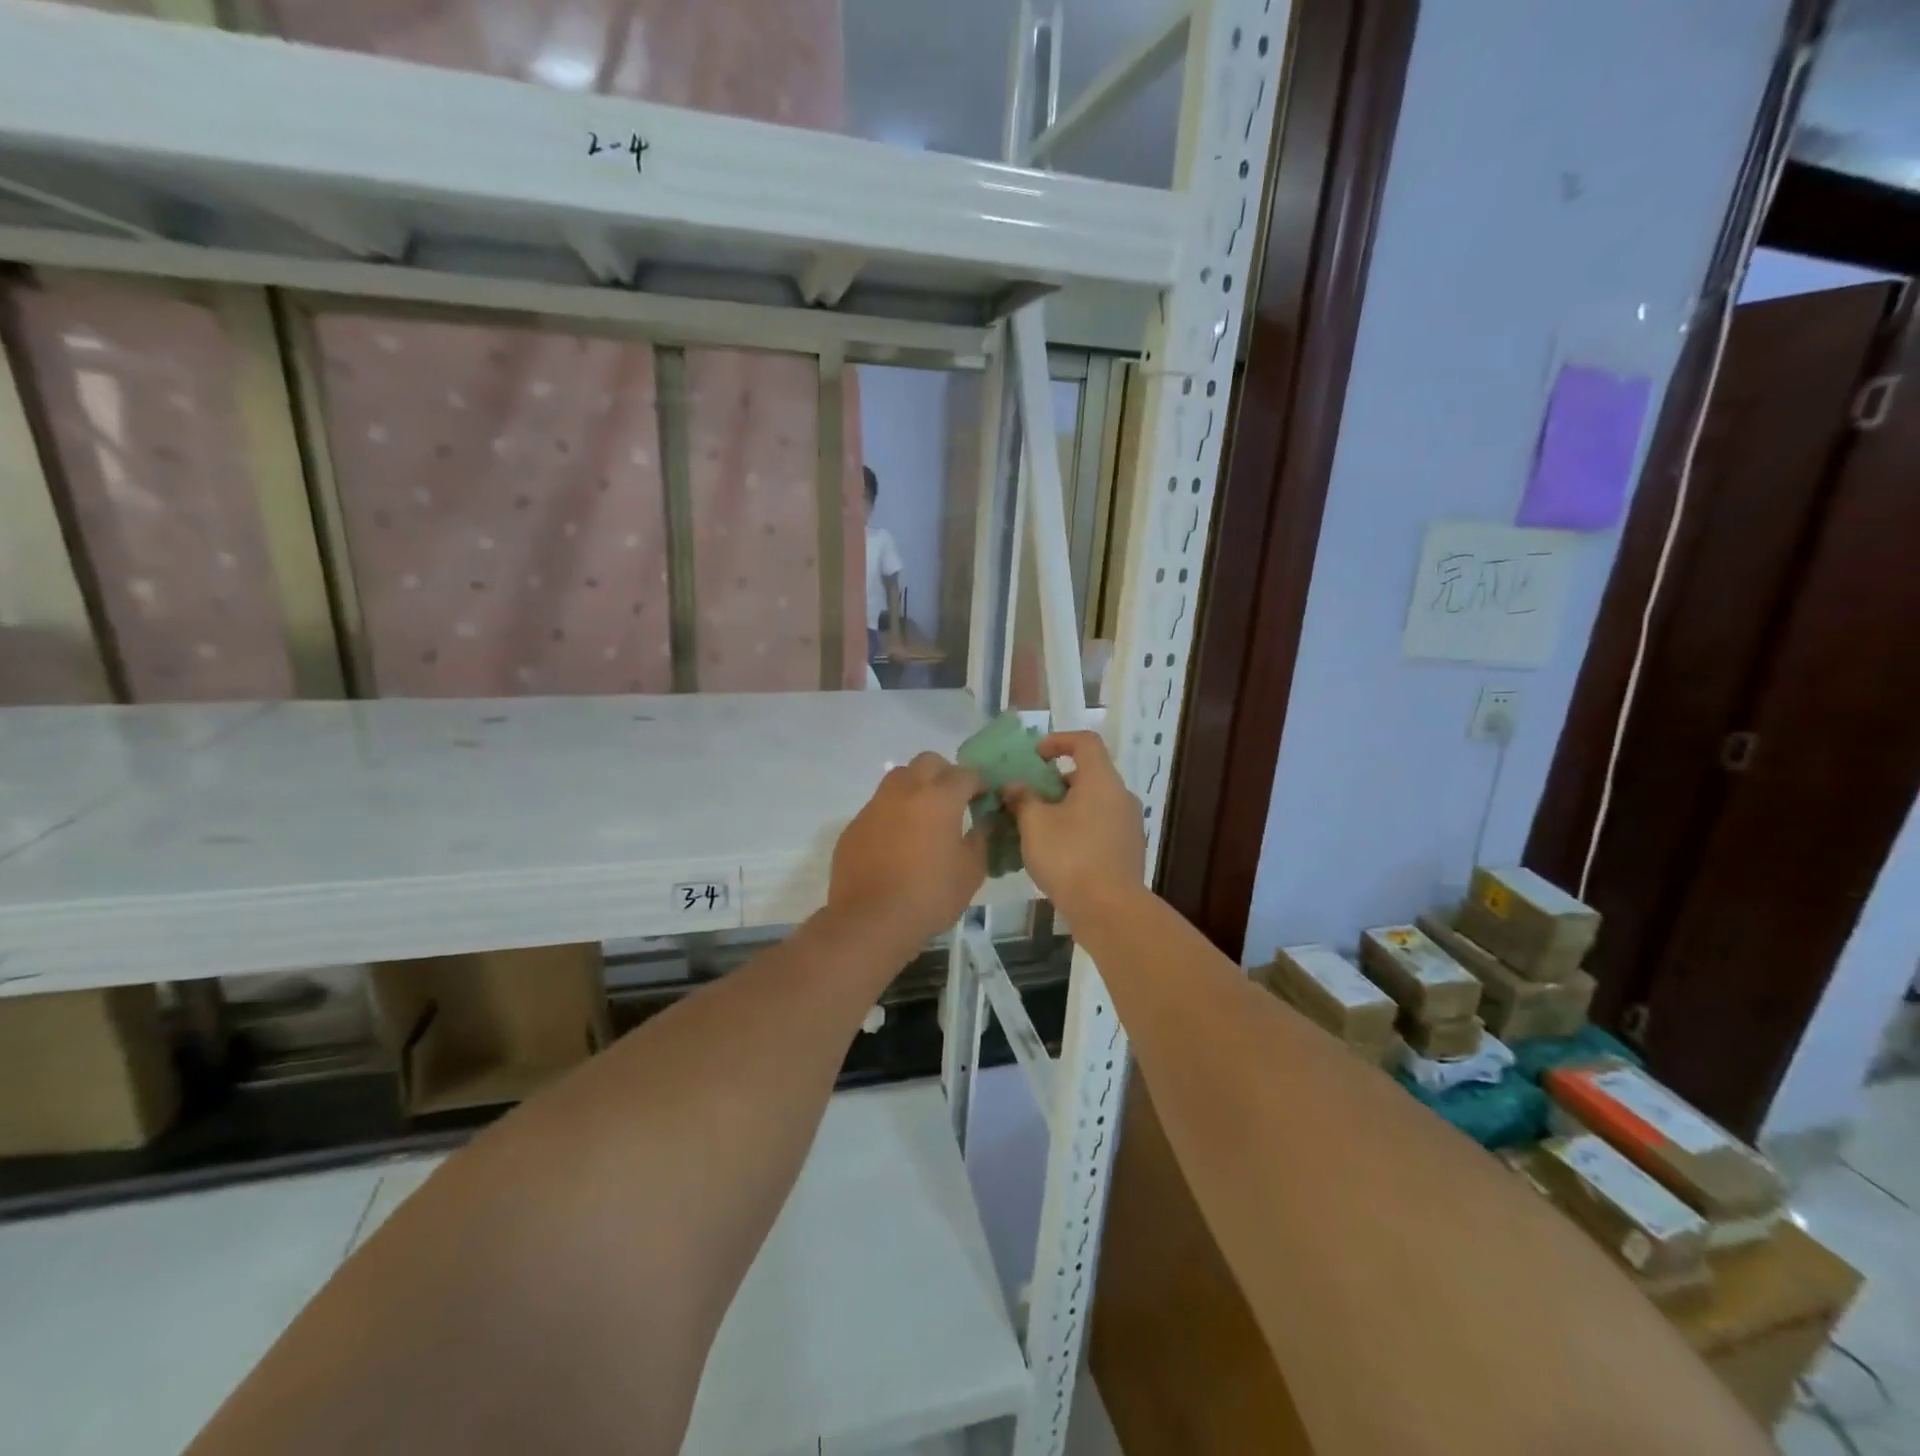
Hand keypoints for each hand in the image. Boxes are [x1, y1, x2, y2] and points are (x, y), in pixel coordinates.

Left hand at [829, 753, 986, 948]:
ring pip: (899, 778)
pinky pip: (879, 807)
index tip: (984, 799)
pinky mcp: (854, 826)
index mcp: (939, 799)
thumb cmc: (930, 896)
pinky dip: (893, 813)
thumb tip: (983, 823)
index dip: (979, 784)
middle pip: (928, 762)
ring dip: (916, 787)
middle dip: (945, 774)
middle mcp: (905, 792)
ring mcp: (875, 806)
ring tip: (924, 816)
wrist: (870, 921)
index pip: (965, 774)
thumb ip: (980, 840)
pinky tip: (897, 842)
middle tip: (954, 799)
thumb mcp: (971, 872)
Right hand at [1003, 731, 1145, 917]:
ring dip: (1066, 807)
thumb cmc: (1069, 856)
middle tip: (1030, 797)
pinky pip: (1100, 826)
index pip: (1085, 742)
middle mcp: (1121, 796)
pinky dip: (1079, 828)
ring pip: (1094, 803)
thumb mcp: (1034, 824)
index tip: (1035, 755)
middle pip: (1089, 774)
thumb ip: (1022, 798)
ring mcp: (1129, 825)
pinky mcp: (1128, 851)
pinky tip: (1058, 852)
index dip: (1059, 741)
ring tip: (1038, 827)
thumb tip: (1014, 786)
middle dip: (1056, 781)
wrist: (1109, 909)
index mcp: (1101, 780)